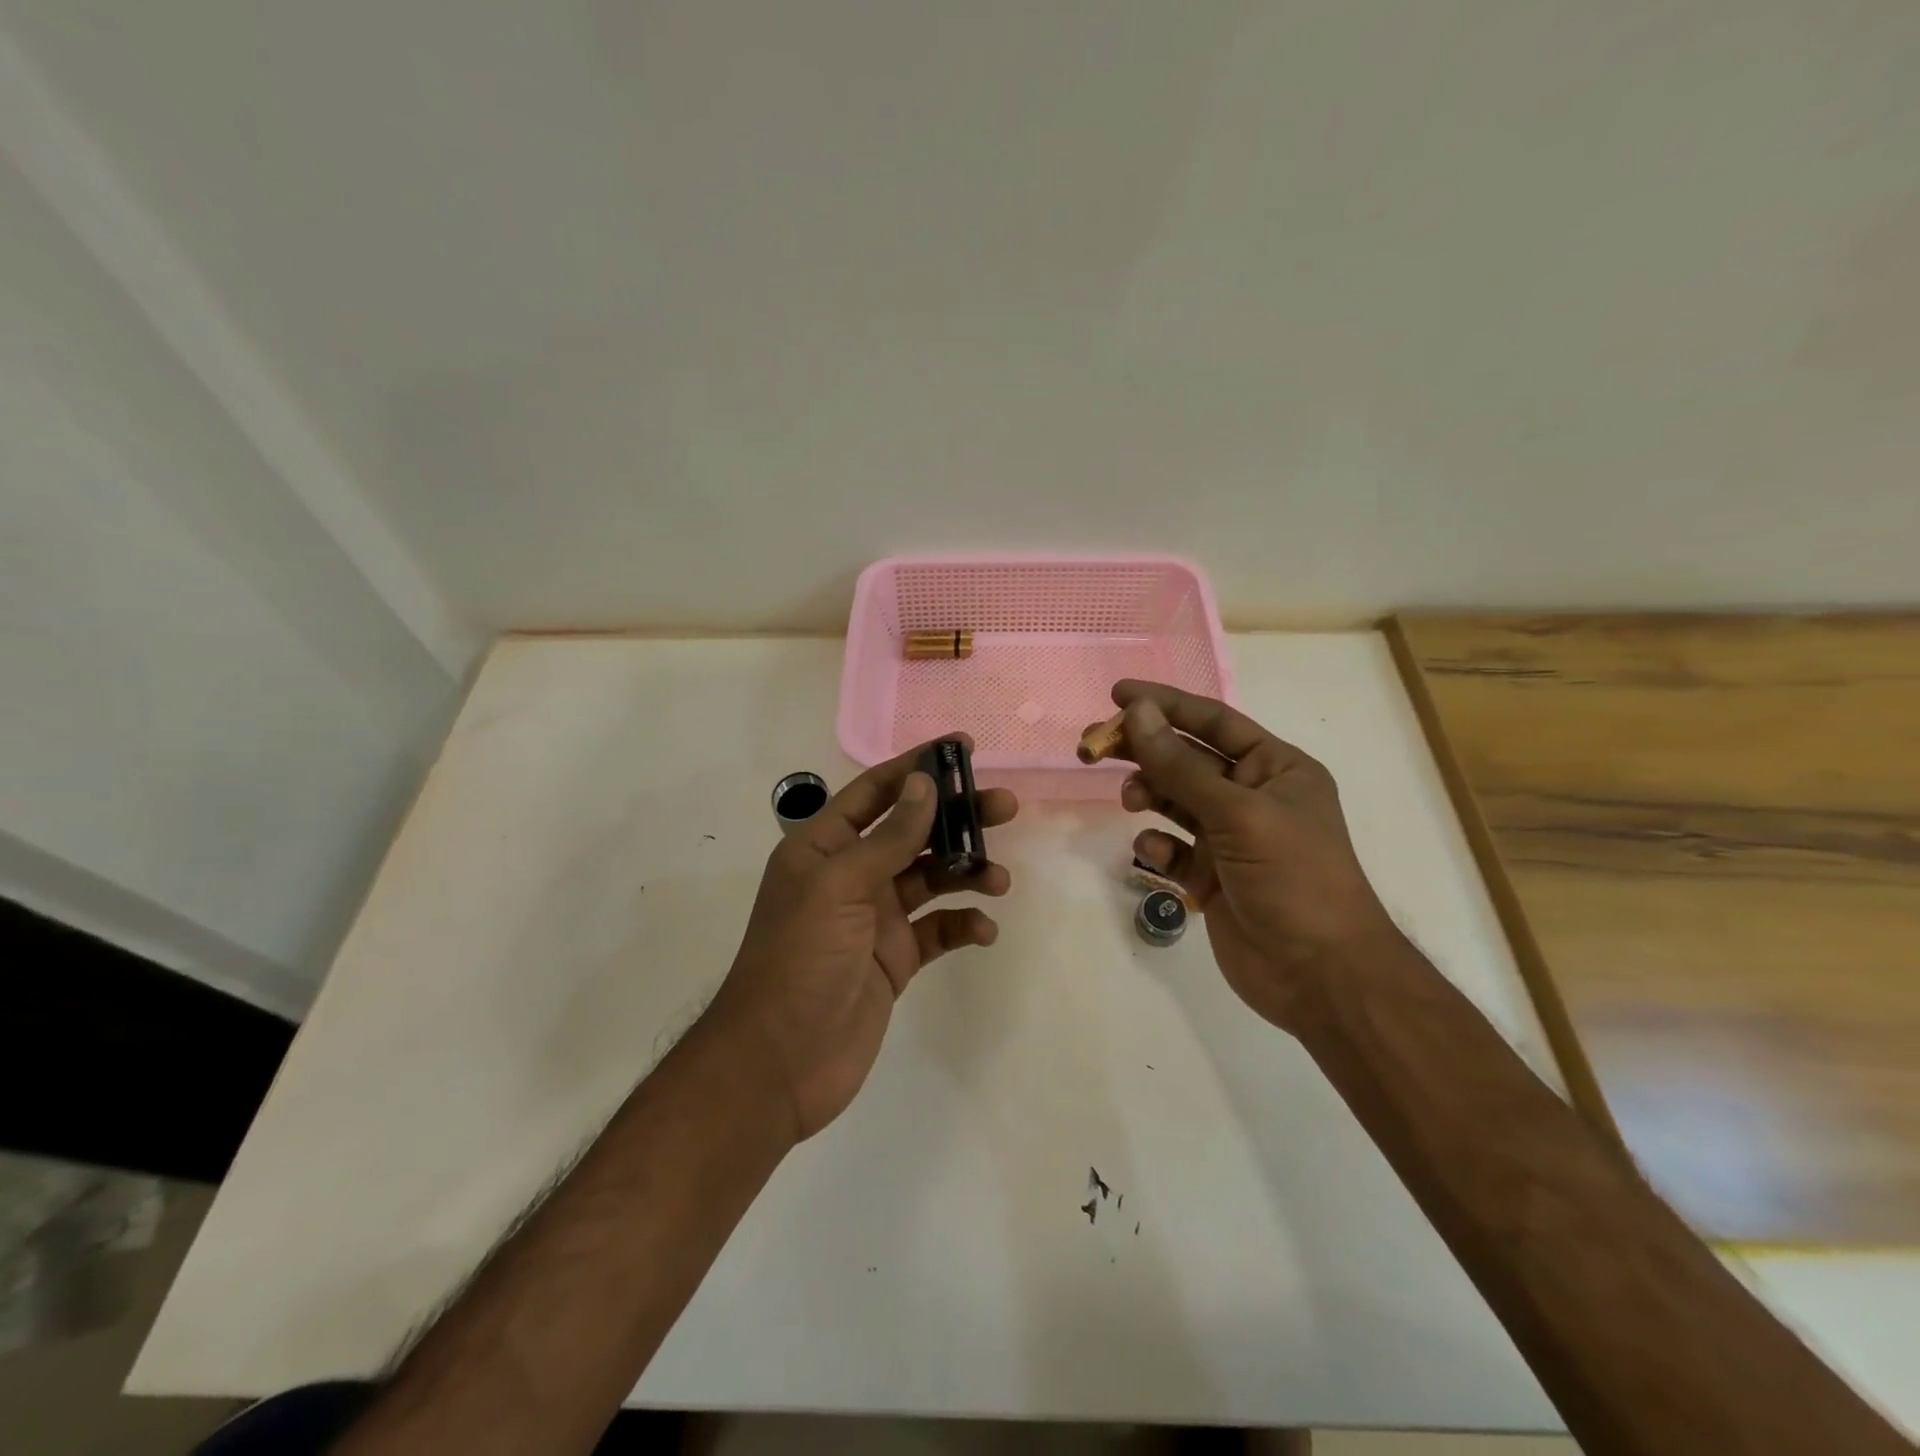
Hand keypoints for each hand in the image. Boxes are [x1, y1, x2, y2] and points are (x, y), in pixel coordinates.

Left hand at [708, 738, 1017, 1141]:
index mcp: (824, 847)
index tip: (964, 748)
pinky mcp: (895, 958)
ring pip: (931, 878)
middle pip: (913, 831)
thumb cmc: (800, 959)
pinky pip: (937, 930)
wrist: (779, 1062)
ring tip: (998, 880)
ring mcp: (875, 918)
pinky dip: (962, 925)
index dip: (918, 767)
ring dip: (967, 871)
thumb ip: (889, 837)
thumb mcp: (841, 886)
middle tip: (1006, 806)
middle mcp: (850, 875)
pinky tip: (983, 930)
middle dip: (957, 817)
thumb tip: (924, 782)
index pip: (876, 791)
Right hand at [1105, 681, 1394, 1030]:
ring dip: (1148, 793)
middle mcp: (1252, 795)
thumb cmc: (1292, 878)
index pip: (1213, 721)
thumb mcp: (1237, 813)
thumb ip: (1180, 765)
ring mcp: (1230, 837)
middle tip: (1094, 745)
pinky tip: (1153, 853)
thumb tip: (1137, 712)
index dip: (1166, 705)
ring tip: (1129, 799)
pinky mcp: (1210, 875)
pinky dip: (1157, 845)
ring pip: (1175, 800)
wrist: (1319, 975)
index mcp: (1275, 768)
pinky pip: (1172, 846)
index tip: (1117, 694)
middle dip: (1144, 750)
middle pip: (1186, 758)